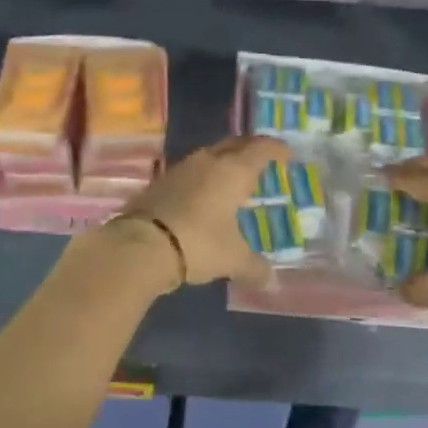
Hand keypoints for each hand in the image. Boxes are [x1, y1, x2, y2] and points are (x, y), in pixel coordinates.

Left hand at [113, 136, 287, 285]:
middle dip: (249, 149)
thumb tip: (274, 284)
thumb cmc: (198, 243)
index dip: (276, 149)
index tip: (286, 154)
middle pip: (234, 144)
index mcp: (233, 171)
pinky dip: (203, 178)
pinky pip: (190, 172)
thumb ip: (255, 268)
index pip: (260, 149)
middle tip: (261, 161)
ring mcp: (180, 169)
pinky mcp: (160, 182)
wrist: (140, 244)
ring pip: (209, 156)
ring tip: (233, 179)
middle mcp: (208, 161)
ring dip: (223, 162)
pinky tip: (203, 196)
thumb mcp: (232, 259)